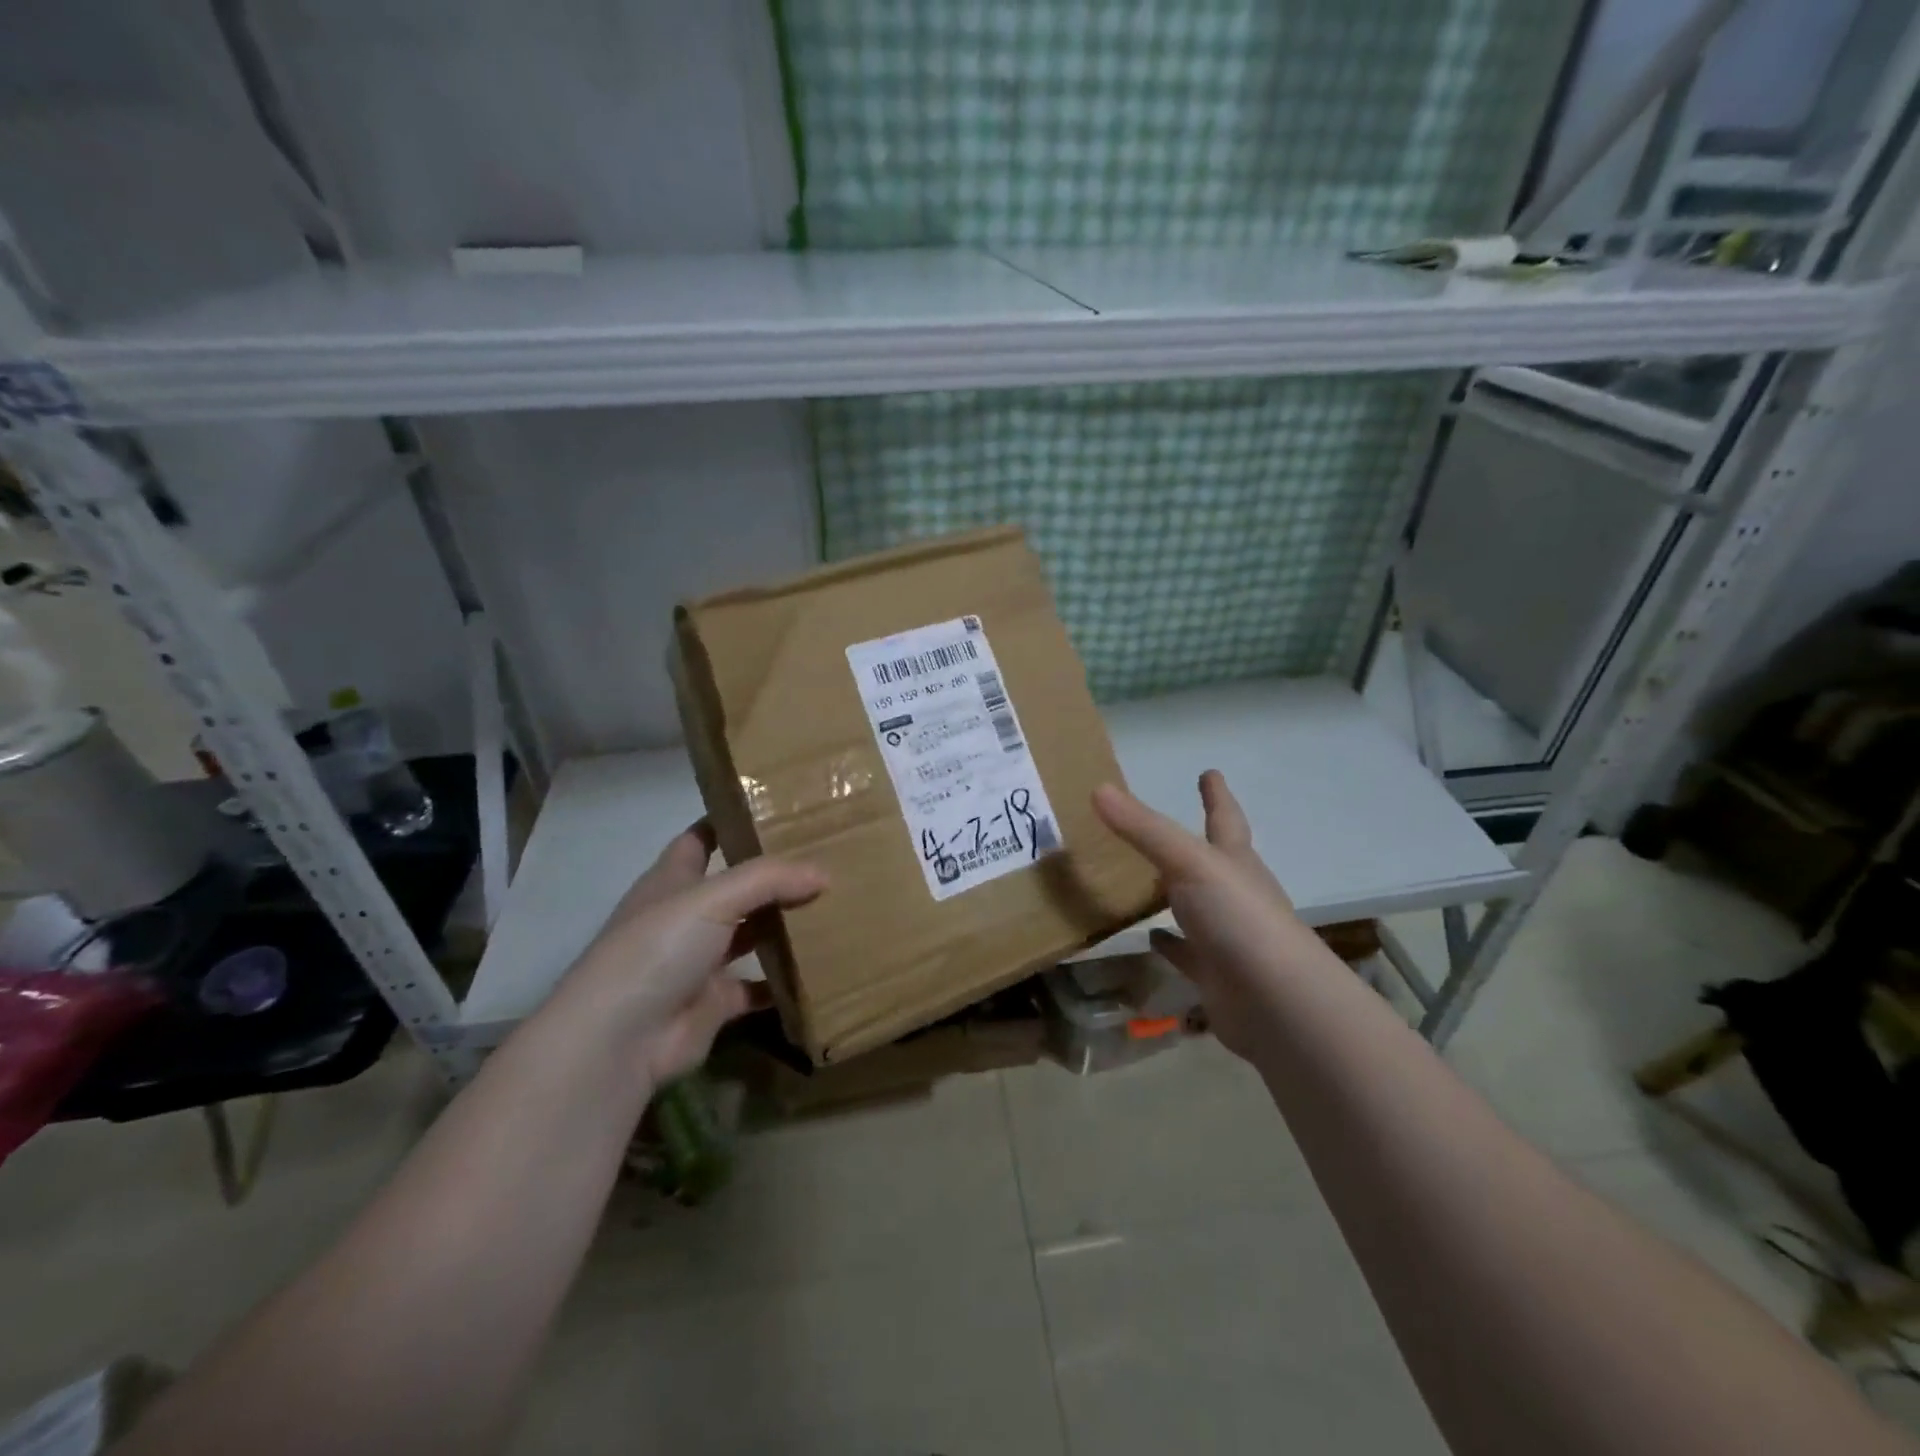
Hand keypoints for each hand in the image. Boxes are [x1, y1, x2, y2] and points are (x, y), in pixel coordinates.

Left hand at [544, 822, 825, 1091]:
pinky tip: (824, 967)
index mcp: (673, 880)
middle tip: (827, 859)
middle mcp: (686, 916)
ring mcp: (700, 960)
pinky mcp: (716, 1001)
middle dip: (774, 876)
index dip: (732, 823)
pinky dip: (786, 981)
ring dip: (784, 925)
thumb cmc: (657, 949)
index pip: (701, 838)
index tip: (776, 809)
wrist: (620, 1039)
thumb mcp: (712, 898)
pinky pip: (760, 986)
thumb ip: (769, 879)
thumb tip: (824, 873)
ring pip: (751, 934)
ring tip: (835, 907)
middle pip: (736, 887)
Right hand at [1093, 771, 1328, 1061]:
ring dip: (1177, 894)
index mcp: (1235, 861)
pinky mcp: (1215, 975)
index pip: (1224, 818)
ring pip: (1197, 907)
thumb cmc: (1239, 918)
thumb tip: (1098, 789)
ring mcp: (1227, 937)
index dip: (1216, 795)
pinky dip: (1169, 944)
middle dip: (1198, 842)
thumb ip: (1143, 829)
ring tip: (1148, 880)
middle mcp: (1235, 894)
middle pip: (1215, 861)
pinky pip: (1186, 953)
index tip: (1210, 773)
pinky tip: (1150, 938)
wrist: (1276, 1003)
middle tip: (1168, 828)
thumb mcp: (1188, 863)